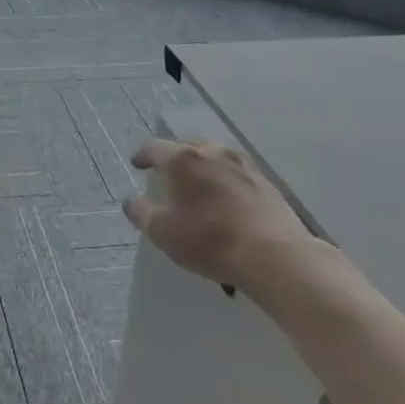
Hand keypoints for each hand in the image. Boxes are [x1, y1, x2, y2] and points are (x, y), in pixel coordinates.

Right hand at [122, 139, 335, 305]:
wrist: (274, 256)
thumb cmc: (209, 241)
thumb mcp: (163, 232)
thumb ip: (141, 213)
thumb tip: (131, 201)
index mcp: (183, 159)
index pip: (155, 148)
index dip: (143, 156)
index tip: (136, 164)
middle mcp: (213, 152)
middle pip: (187, 147)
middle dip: (173, 158)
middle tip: (166, 173)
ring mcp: (243, 164)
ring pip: (214, 157)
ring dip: (201, 166)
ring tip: (197, 184)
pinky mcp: (265, 181)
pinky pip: (235, 172)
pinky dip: (223, 179)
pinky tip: (224, 197)